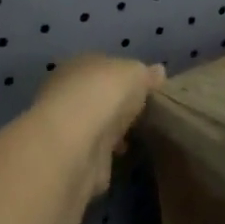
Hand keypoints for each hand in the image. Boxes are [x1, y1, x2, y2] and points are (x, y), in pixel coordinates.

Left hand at [33, 55, 166, 197]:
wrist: (76, 144)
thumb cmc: (104, 94)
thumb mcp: (136, 73)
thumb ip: (146, 74)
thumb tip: (158, 71)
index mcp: (78, 65)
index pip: (103, 67)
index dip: (124, 76)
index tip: (145, 88)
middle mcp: (66, 93)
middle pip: (97, 96)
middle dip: (116, 105)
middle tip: (143, 113)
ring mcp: (67, 127)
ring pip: (95, 124)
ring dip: (111, 130)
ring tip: (138, 136)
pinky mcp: (71, 158)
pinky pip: (95, 151)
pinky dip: (107, 153)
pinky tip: (124, 155)